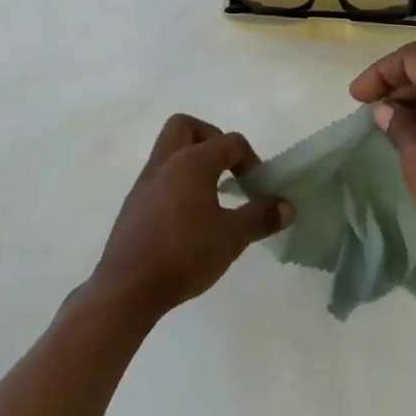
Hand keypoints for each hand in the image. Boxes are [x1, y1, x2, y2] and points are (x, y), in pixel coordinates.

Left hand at [89, 114, 290, 318]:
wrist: (128, 287)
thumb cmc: (185, 254)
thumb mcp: (232, 237)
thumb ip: (261, 217)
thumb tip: (287, 206)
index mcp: (192, 161)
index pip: (230, 142)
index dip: (251, 160)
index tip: (257, 189)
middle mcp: (166, 161)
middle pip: (187, 127)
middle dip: (211, 139)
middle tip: (227, 168)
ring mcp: (145, 181)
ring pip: (169, 150)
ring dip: (192, 161)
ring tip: (211, 194)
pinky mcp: (134, 202)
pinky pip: (159, 176)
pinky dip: (177, 182)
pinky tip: (189, 217)